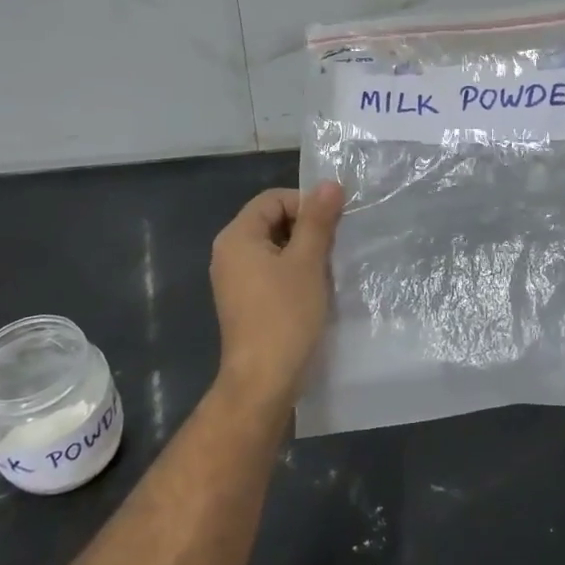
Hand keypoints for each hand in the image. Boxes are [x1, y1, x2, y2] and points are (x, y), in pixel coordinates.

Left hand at [210, 183, 344, 405]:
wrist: (263, 380)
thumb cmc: (285, 315)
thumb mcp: (308, 262)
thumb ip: (318, 220)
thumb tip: (330, 184)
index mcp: (237, 237)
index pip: (273, 199)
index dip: (306, 204)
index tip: (335, 224)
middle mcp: (229, 253)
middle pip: (272, 220)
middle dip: (306, 228)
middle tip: (334, 246)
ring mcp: (234, 279)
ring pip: (274, 247)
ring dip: (303, 251)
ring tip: (328, 268)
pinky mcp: (245, 301)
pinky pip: (270, 271)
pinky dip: (293, 272)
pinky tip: (314, 289)